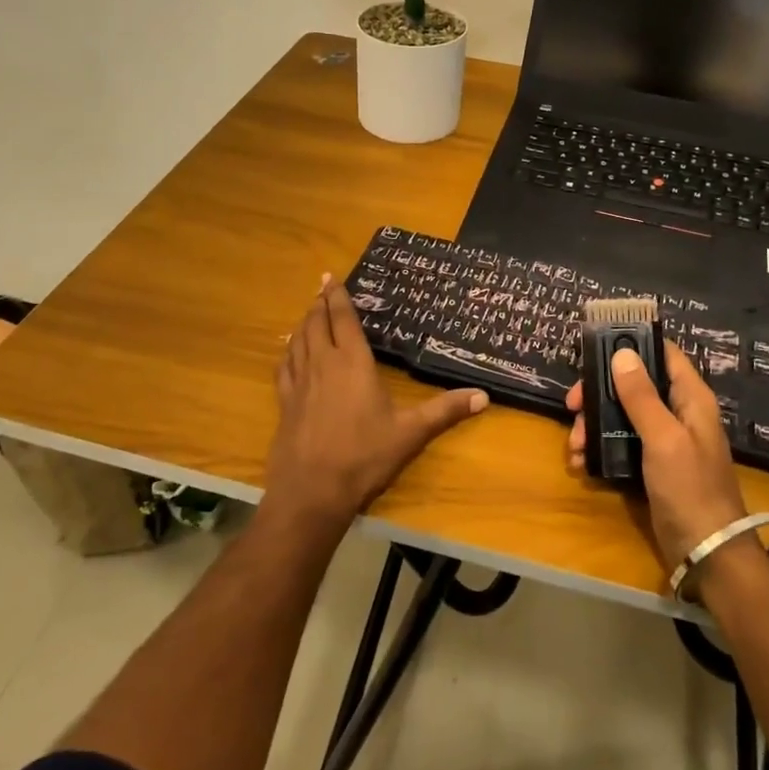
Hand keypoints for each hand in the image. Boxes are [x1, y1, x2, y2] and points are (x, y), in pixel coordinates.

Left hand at [268, 276, 488, 531]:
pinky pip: (284, 366)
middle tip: (322, 289)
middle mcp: (322, 364)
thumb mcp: (411, 433)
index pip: (342, 319)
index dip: (337, 296)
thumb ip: (445, 411)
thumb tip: (484, 395)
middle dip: (319, 304)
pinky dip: (287, 352)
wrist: (312, 492)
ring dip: (303, 323)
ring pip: (297, 341)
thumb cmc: (364, 456)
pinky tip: (289, 353)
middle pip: (316, 324)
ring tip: (308, 314)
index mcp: (352, 362)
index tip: (330, 276)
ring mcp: (299, 383)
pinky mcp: (285, 403)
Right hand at [567, 340, 747, 568]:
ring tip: (575, 446)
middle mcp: (677, 412)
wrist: (707, 553)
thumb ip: (641, 396)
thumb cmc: (690, 488)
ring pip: (621, 414)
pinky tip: (582, 463)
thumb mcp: (663, 438)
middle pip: (633, 384)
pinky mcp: (651, 464)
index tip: (595, 348)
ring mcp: (664, 439)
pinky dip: (600, 448)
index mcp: (690, 398)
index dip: (632, 344)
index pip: (663, 353)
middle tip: (572, 405)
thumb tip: (621, 353)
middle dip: (599, 392)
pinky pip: (620, 443)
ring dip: (594, 424)